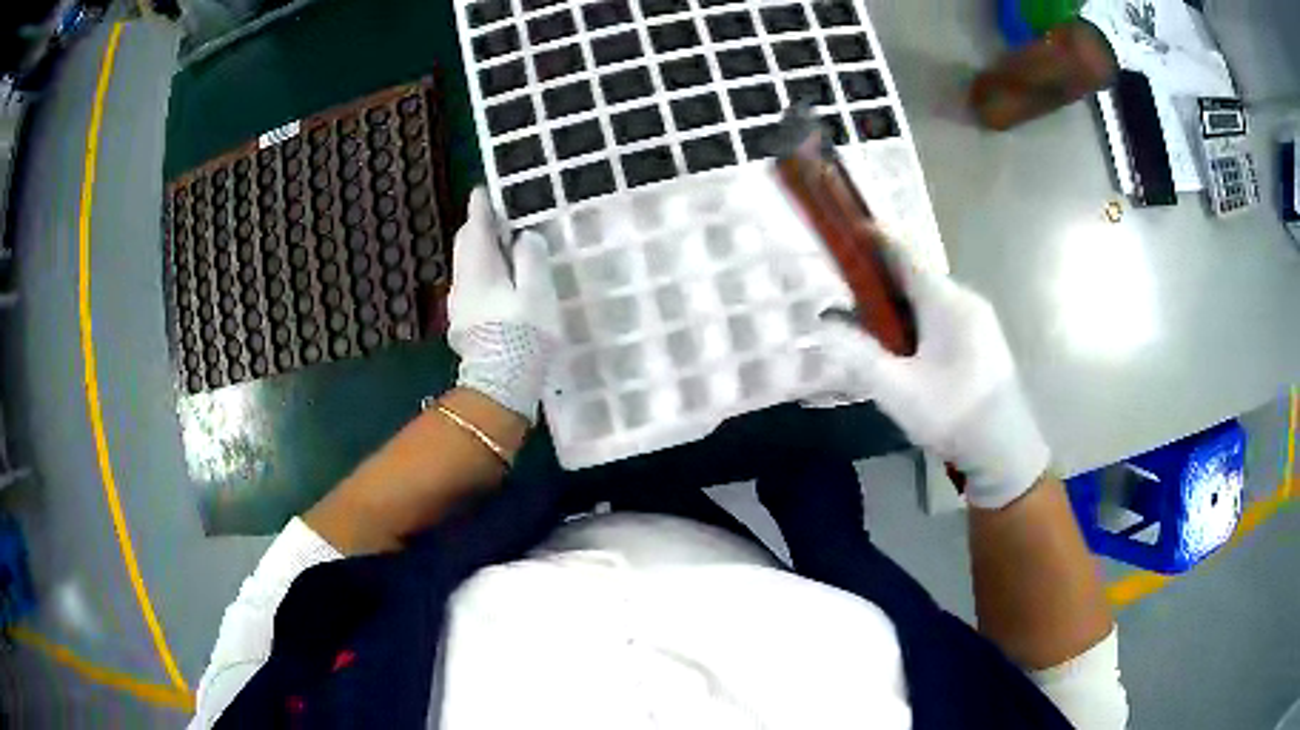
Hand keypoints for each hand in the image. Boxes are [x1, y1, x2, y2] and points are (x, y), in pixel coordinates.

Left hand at [448, 189, 559, 422]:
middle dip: (476, 228)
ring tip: (500, 248)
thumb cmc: (522, 336)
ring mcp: (459, 305)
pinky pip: (469, 284)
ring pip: (465, 266)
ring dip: (479, 251)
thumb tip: (525, 237)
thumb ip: (531, 259)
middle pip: (465, 246)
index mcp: (478, 269)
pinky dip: (481, 272)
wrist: (499, 386)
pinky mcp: (463, 323)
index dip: (480, 208)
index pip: (476, 228)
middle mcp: (462, 282)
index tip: (482, 191)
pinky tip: (496, 281)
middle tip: (494, 218)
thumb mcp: (536, 292)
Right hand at [815, 239, 1049, 508]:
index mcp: (946, 303)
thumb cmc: (953, 415)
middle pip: (917, 275)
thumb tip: (822, 325)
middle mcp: (965, 300)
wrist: (1005, 450)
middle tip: (847, 290)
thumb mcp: (899, 391)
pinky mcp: (983, 339)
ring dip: (900, 301)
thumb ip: (858, 355)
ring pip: (930, 297)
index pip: (906, 253)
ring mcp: (979, 319)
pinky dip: (918, 317)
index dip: (877, 237)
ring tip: (871, 322)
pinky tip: (907, 346)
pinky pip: (944, 314)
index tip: (848, 229)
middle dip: (882, 276)